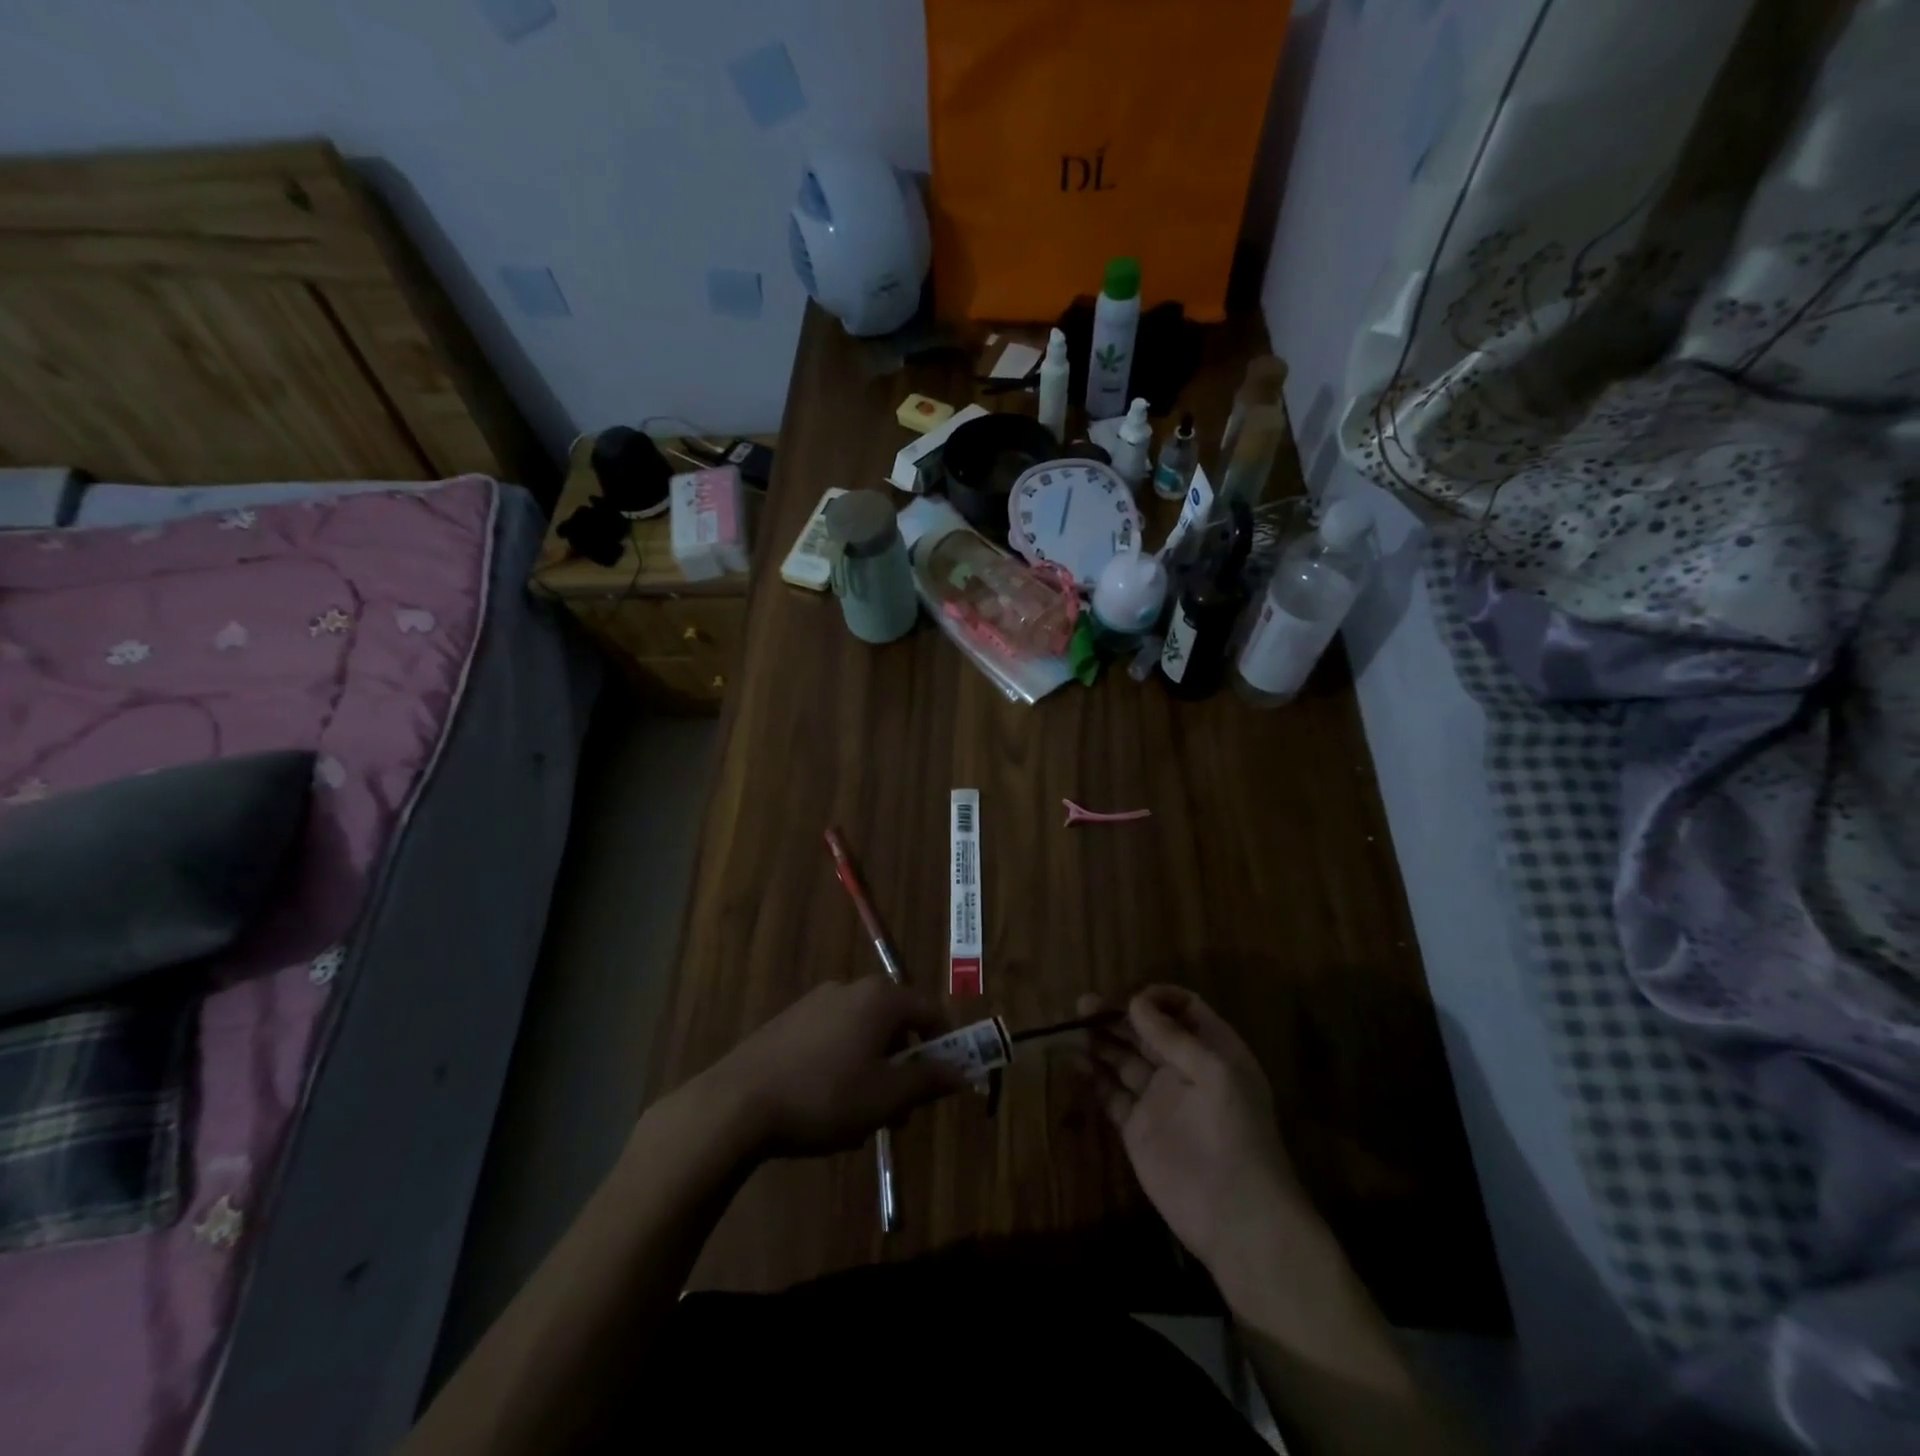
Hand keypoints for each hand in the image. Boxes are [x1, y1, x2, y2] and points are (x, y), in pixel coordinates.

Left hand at [700, 977, 971, 1157]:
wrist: (737, 1102)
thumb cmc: (826, 1096)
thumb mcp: (886, 1097)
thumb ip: (928, 1081)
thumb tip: (962, 1072)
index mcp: (881, 998)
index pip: (931, 1010)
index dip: (947, 1043)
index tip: (948, 1078)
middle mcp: (851, 988)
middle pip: (896, 1022)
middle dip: (905, 1066)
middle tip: (902, 1110)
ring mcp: (816, 1002)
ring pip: (863, 1034)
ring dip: (874, 1071)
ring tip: (862, 1120)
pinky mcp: (789, 1021)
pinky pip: (833, 1039)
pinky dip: (844, 1066)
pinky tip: (827, 1108)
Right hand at [1080, 986, 1314, 1277]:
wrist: (1236, 1215)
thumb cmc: (1233, 1132)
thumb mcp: (1212, 1072)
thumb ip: (1172, 1037)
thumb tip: (1136, 1002)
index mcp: (1212, 1051)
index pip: (1184, 1010)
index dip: (1158, 1000)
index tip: (1131, 1000)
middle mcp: (1184, 1069)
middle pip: (1147, 1032)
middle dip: (1118, 1016)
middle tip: (1083, 1006)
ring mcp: (1159, 1099)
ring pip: (1124, 1058)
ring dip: (1100, 1041)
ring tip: (1072, 1029)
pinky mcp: (1137, 1128)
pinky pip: (1111, 1093)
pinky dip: (1093, 1076)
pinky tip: (1074, 1062)